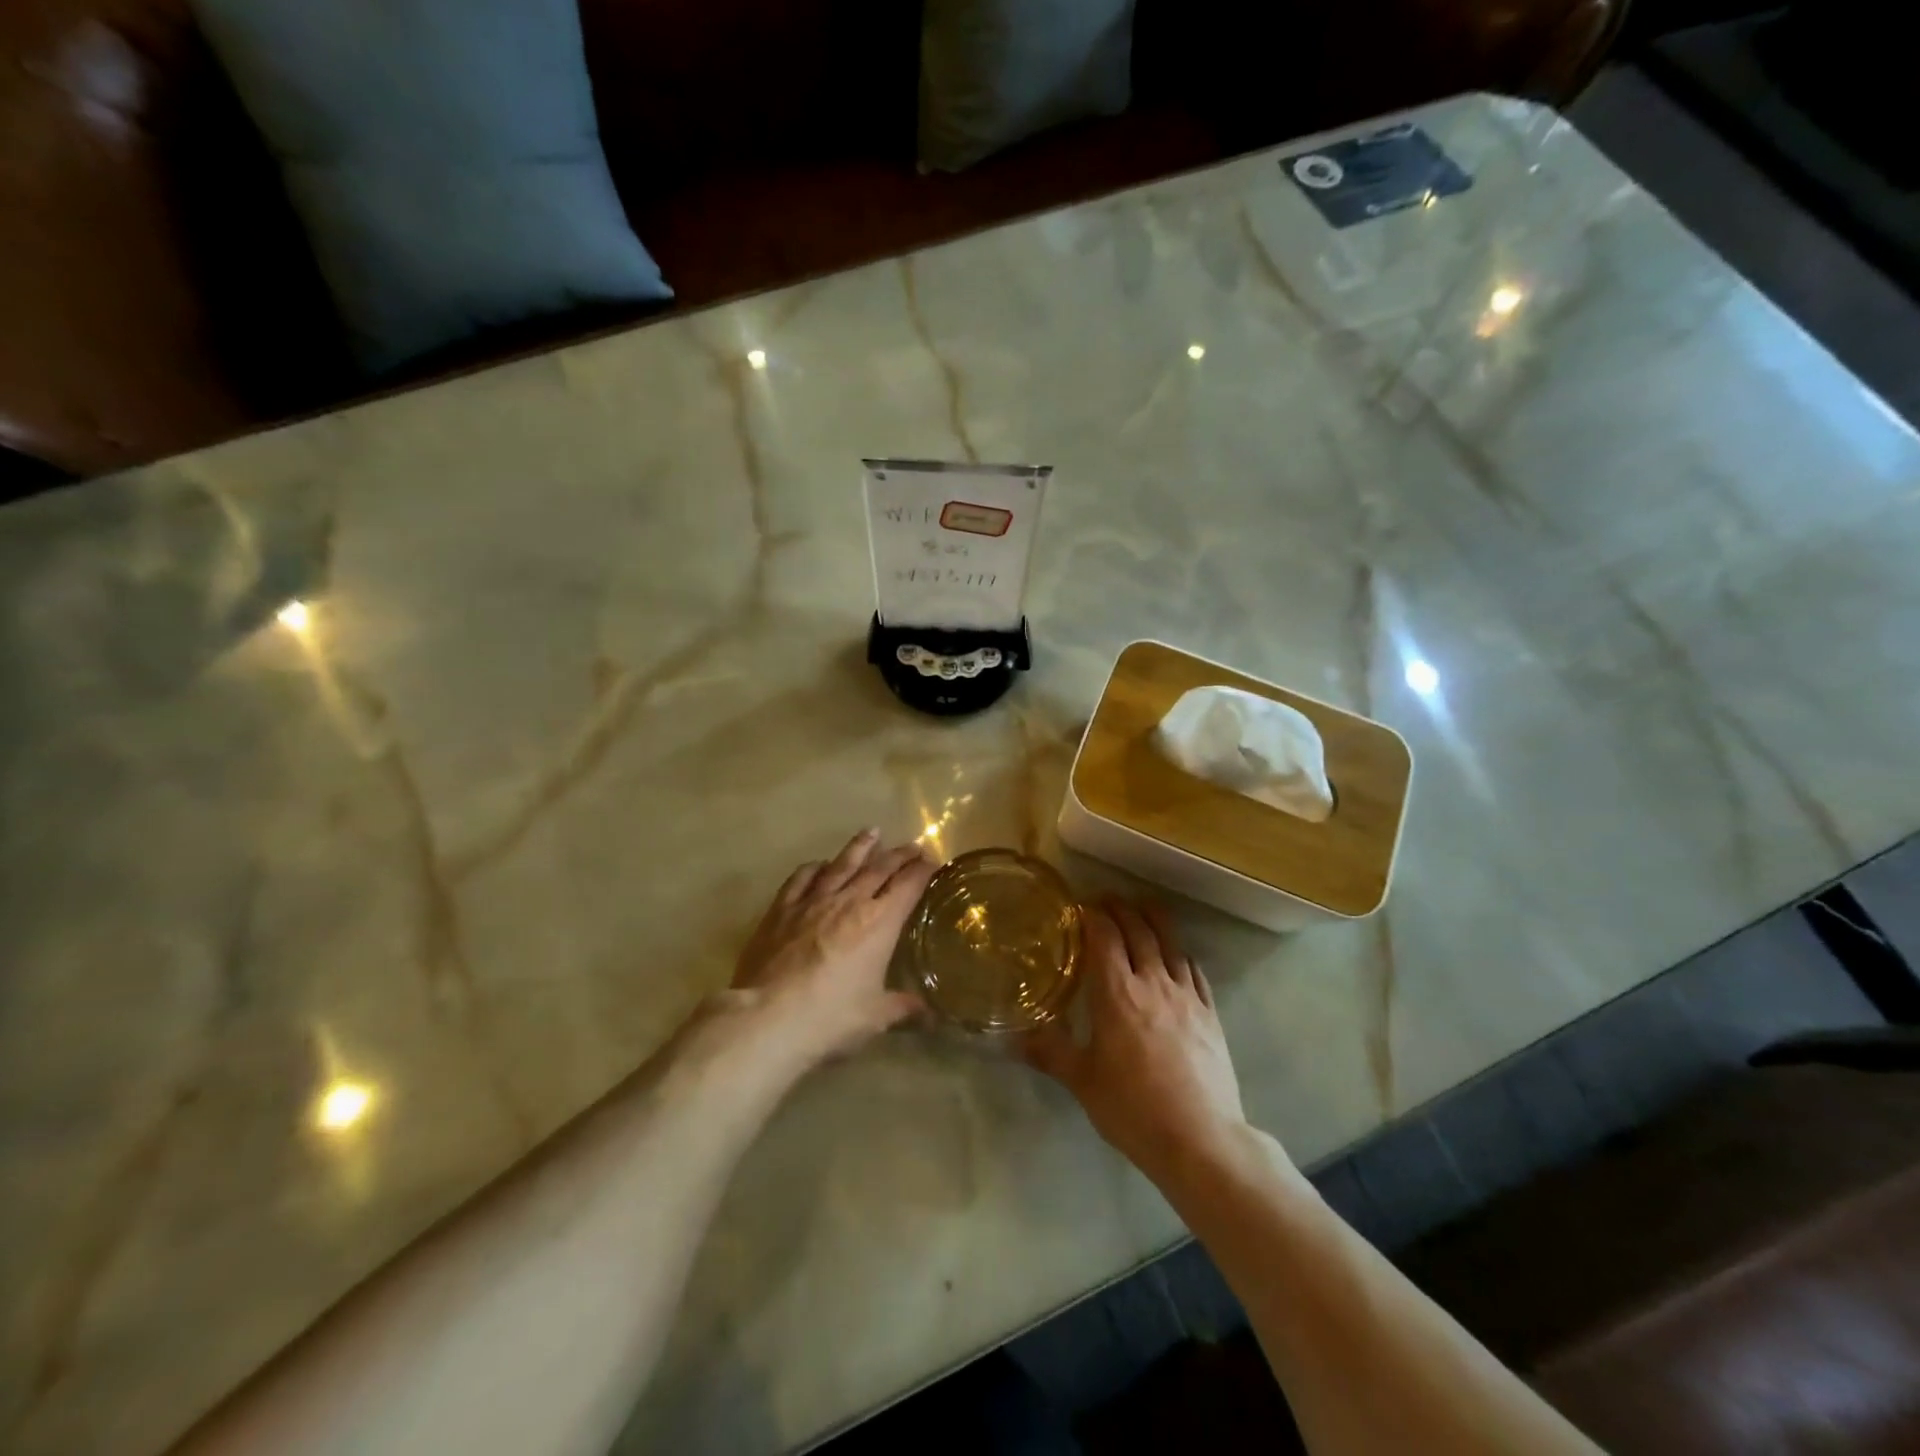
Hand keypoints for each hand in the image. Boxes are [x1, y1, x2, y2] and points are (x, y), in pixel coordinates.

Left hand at [732, 828, 937, 1062]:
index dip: (922, 871)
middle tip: (912, 846)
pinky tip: (819, 864)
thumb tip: (931, 1015)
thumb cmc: (830, 1017)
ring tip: (872, 832)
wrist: (767, 1017)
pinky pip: (802, 878)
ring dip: (859, 847)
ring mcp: (813, 901)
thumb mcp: (875, 1017)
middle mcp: (850, 901)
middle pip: (879, 868)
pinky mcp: (781, 908)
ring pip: (842, 864)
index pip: (908, 885)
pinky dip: (814, 867)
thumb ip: (903, 1008)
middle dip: (899, 855)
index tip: (932, 862)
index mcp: (880, 922)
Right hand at [1024, 900, 1247, 1185]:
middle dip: (1120, 908)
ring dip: (1152, 919)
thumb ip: (1048, 1052)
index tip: (1078, 907)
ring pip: (1170, 941)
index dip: (1091, 914)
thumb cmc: (1133, 1108)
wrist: (1201, 1140)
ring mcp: (1187, 995)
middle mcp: (1152, 982)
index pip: (1104, 935)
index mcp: (1117, 992)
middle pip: (1138, 928)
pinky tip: (1175, 955)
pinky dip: (1179, 952)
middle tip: (1104, 900)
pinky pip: (1194, 969)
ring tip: (1140, 909)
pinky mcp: (1210, 1012)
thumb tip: (1010, 1038)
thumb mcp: (1082, 1081)